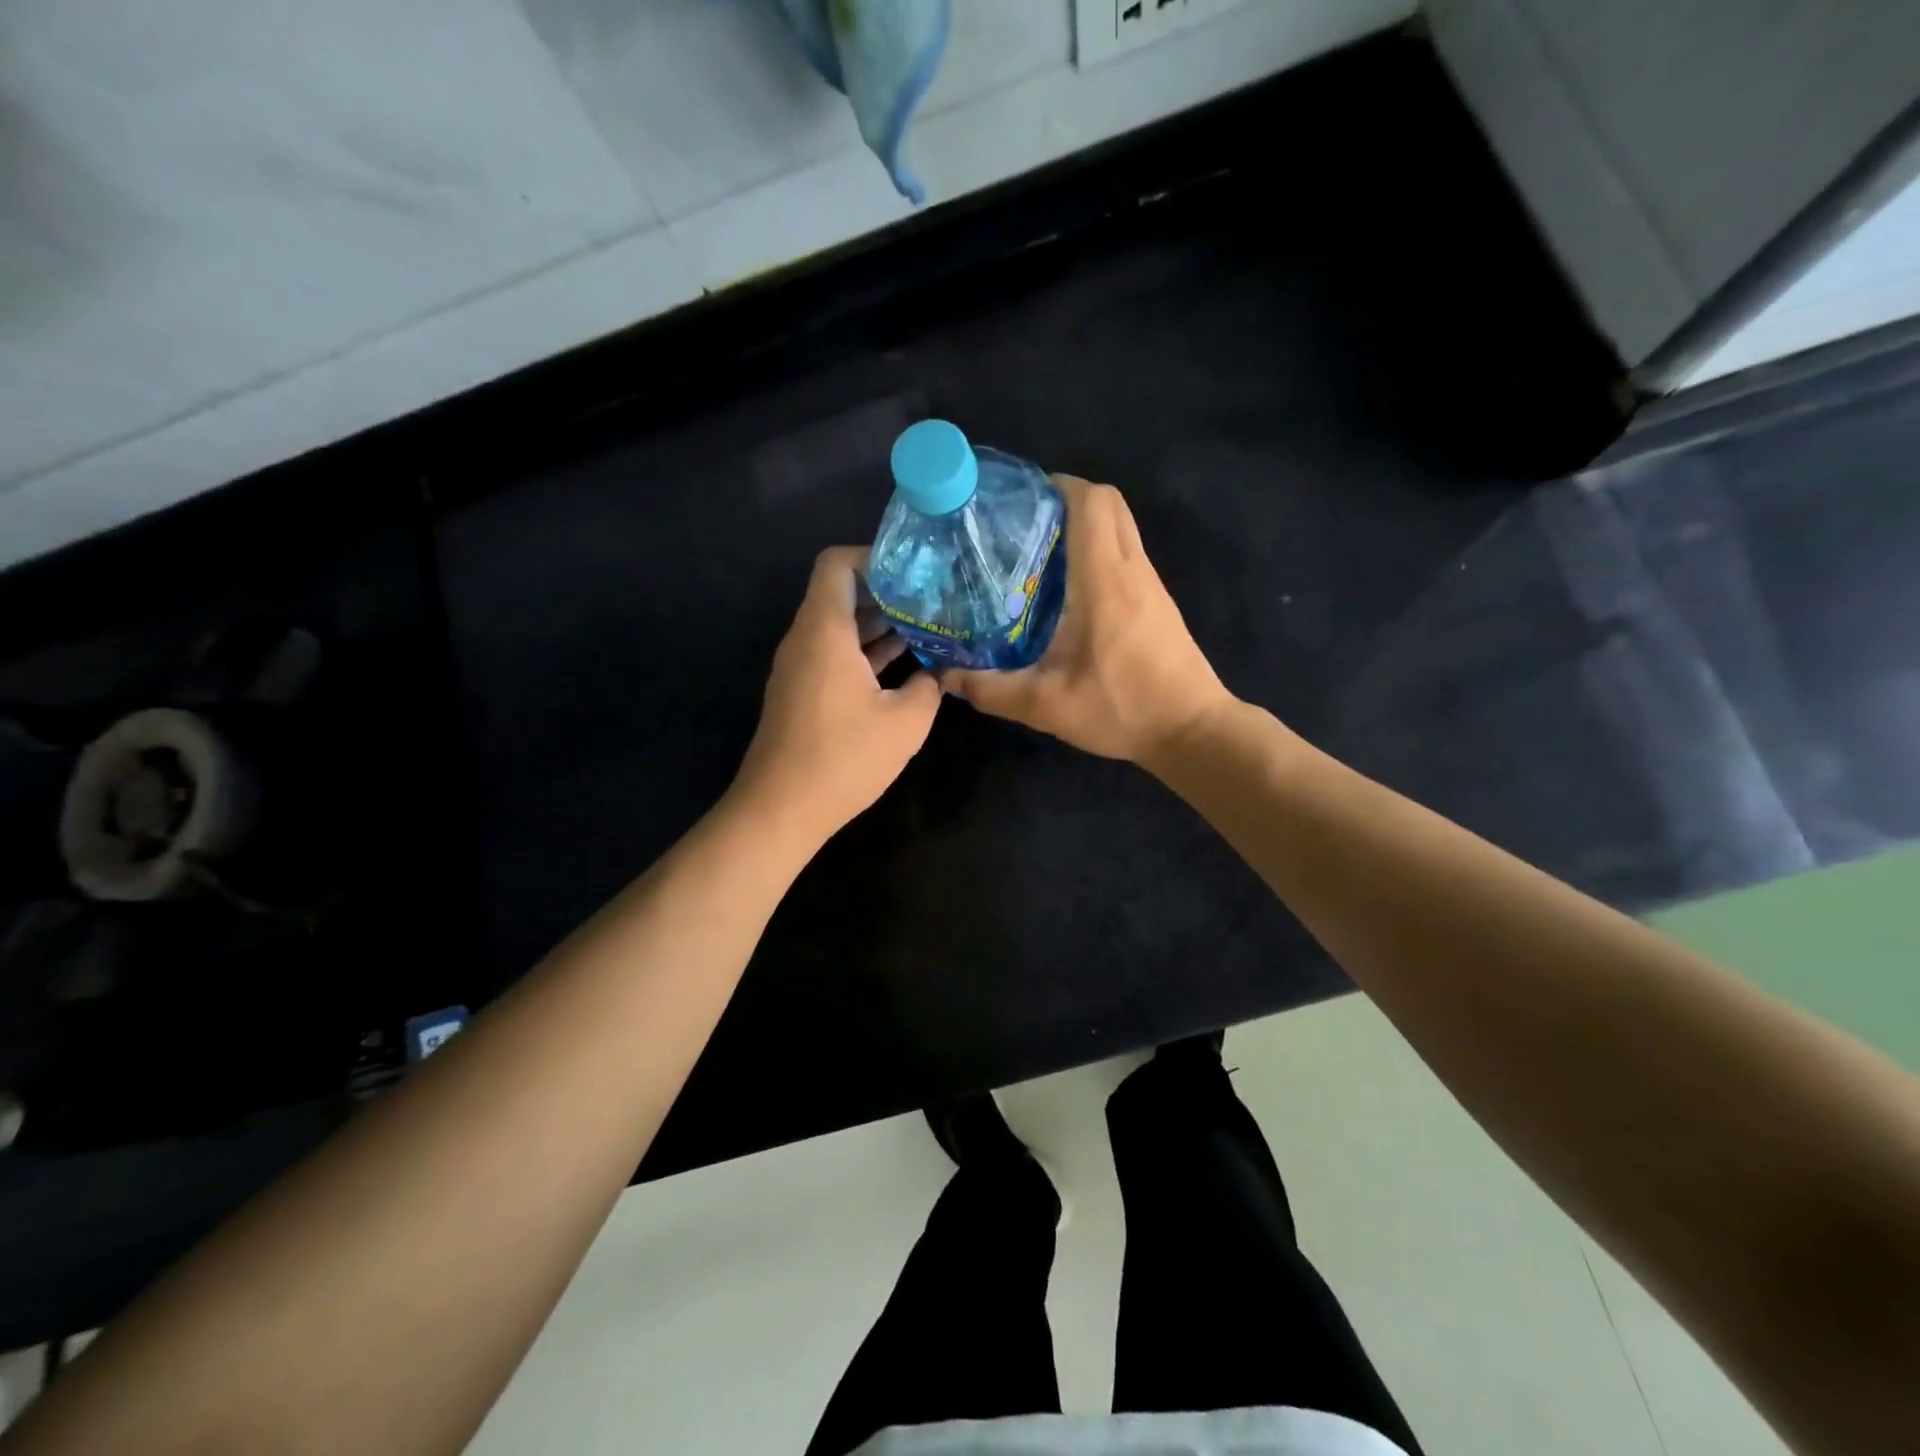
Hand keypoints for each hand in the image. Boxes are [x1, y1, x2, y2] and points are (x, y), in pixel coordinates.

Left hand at [731, 546, 942, 842]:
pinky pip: (833, 654)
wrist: (780, 809)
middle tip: (934, 600)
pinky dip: (865, 652)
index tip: (915, 574)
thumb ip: (929, 686)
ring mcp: (799, 667)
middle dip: (887, 593)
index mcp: (825, 630)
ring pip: (839, 626)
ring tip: (928, 629)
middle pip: (841, 593)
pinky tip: (904, 665)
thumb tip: (940, 671)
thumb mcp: (905, 722)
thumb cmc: (843, 758)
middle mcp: (805, 639)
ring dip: (879, 625)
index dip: (875, 557)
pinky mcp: (801, 692)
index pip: (838, 563)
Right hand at [942, 475, 1230, 766]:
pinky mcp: (1158, 600)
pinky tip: (1067, 589)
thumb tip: (946, 677)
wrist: (1190, 730)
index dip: (1056, 486)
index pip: (1090, 501)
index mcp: (1105, 580)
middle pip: (1108, 502)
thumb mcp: (1046, 706)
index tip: (1019, 501)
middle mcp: (1132, 569)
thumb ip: (992, 690)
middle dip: (1067, 499)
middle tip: (1025, 524)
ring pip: (1120, 525)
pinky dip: (1098, 550)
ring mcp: (1150, 583)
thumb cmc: (1122, 709)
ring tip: (1037, 553)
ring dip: (1083, 525)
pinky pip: (1127, 553)